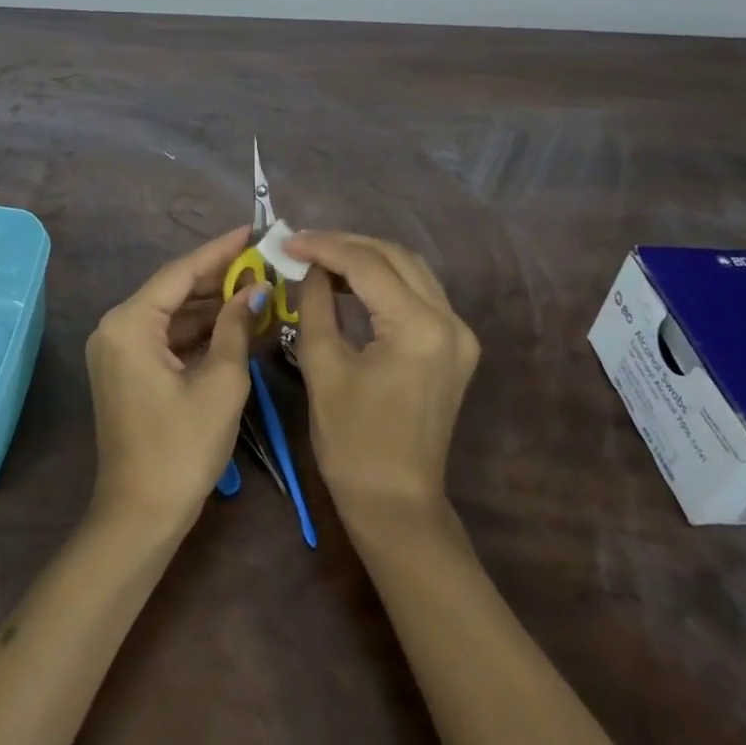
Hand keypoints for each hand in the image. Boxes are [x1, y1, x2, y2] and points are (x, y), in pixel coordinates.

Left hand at [86, 227, 266, 532]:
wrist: (139, 517)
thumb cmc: (181, 448)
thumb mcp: (220, 383)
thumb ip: (236, 327)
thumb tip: (254, 290)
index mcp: (129, 323)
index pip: (181, 272)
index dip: (220, 250)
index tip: (252, 230)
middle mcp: (116, 327)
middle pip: (175, 290)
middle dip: (220, 278)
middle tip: (263, 262)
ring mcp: (118, 350)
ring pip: (173, 314)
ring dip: (212, 306)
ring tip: (258, 289)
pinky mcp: (127, 370)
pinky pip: (167, 338)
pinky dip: (199, 332)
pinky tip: (236, 324)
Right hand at [286, 232, 479, 525]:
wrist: (396, 503)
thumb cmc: (352, 441)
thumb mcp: (322, 366)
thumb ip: (315, 304)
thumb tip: (309, 267)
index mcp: (419, 327)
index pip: (367, 264)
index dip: (323, 246)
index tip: (286, 241)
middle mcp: (449, 321)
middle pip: (395, 256)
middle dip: (345, 245)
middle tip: (302, 245)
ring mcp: (459, 333)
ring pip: (410, 269)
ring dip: (366, 258)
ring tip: (322, 258)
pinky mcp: (455, 345)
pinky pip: (419, 293)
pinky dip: (384, 280)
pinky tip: (351, 281)